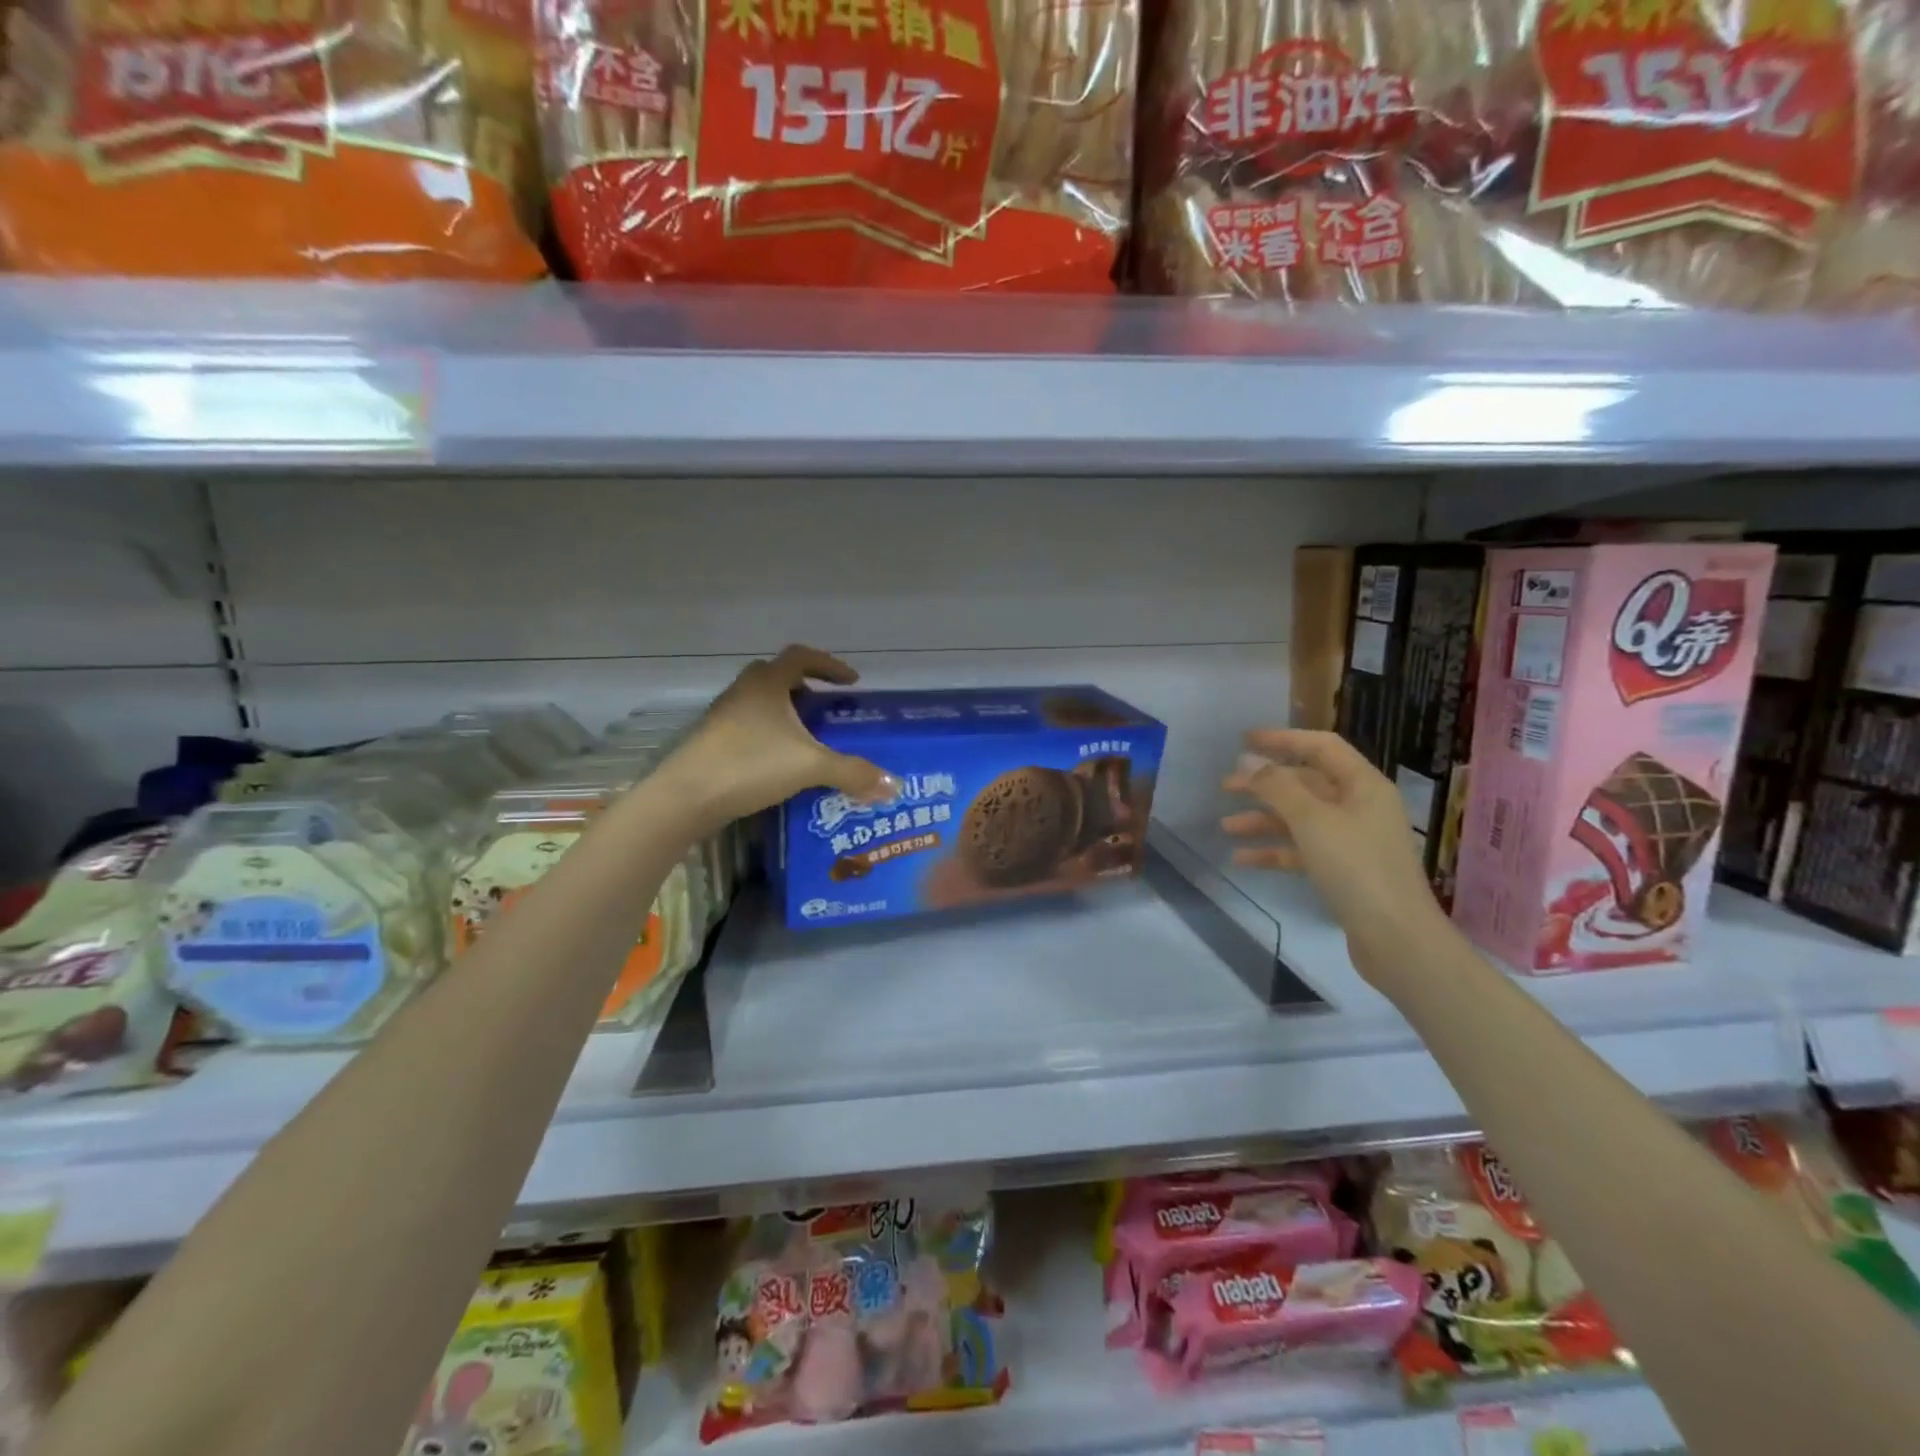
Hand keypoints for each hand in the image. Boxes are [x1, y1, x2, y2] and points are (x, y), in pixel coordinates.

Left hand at [661, 645, 895, 832]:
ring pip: (760, 703)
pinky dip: (768, 735)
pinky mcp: (711, 740)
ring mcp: (723, 716)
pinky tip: (780, 762)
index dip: (829, 665)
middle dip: (805, 689)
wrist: (686, 796)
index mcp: (767, 683)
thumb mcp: (809, 766)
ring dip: (785, 714)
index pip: (801, 657)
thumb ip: (853, 772)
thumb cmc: (750, 765)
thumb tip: (895, 785)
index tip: (851, 682)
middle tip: (826, 709)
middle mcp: (743, 691)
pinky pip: (748, 726)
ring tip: (807, 739)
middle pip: (777, 677)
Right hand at [1221, 728, 1449, 990]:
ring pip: (1300, 819)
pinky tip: (1242, 859)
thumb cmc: (1357, 868)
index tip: (1244, 740)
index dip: (1283, 739)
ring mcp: (1352, 841)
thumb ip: (1277, 787)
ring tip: (1226, 826)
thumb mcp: (1312, 821)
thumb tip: (1249, 761)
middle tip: (1225, 786)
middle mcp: (1359, 807)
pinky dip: (1273, 851)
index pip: (1321, 747)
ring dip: (1263, 820)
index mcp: (1363, 785)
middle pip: (1306, 783)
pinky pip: (1302, 851)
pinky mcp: (1343, 872)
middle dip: (1264, 784)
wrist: (1397, 939)